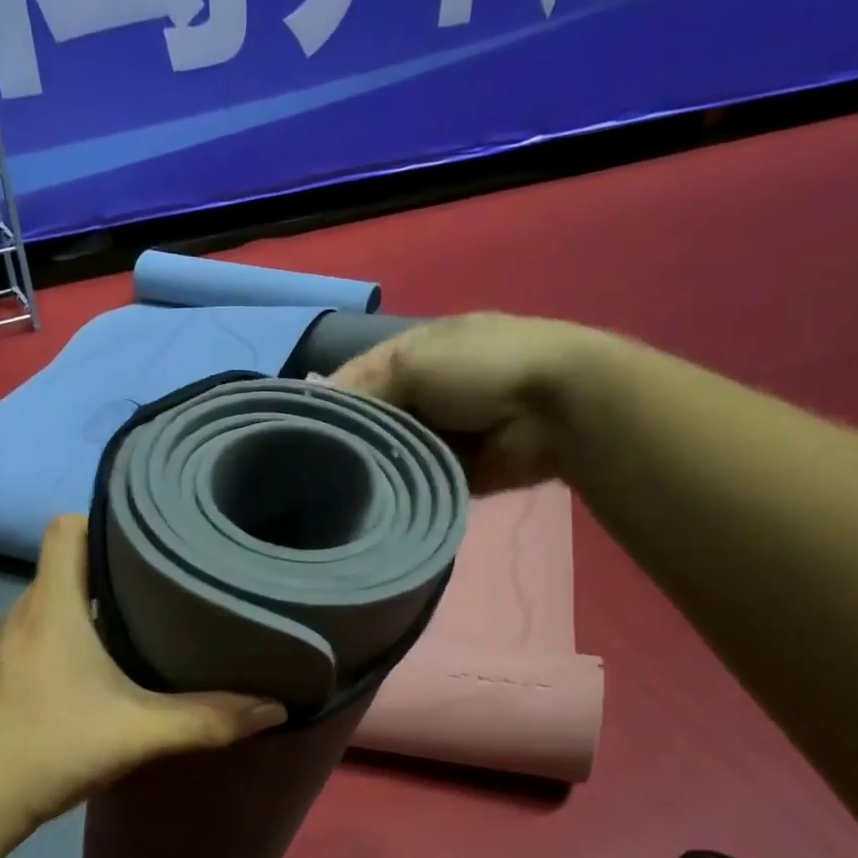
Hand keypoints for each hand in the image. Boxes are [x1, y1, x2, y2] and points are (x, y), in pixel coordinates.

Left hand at [0, 515, 287, 844]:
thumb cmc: (48, 748)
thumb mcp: (137, 733)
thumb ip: (208, 720)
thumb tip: (275, 708)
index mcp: (52, 605)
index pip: (66, 527)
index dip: (105, 519)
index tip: (150, 535)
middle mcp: (25, 612)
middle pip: (69, 563)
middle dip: (115, 565)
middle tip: (169, 578)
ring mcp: (9, 644)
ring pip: (58, 600)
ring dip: (97, 603)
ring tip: (149, 618)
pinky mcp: (4, 673)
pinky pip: (46, 632)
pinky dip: (77, 634)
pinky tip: (107, 668)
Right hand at [330, 313, 612, 493]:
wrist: (559, 410)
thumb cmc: (483, 368)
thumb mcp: (414, 361)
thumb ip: (366, 385)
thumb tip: (322, 406)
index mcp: (413, 353)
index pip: (355, 379)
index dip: (328, 402)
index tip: (298, 433)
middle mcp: (421, 392)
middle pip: (370, 420)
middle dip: (349, 441)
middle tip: (312, 471)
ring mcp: (439, 434)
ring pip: (389, 455)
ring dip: (372, 469)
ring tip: (335, 492)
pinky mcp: (452, 471)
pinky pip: (413, 482)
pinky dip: (398, 491)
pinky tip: (369, 504)